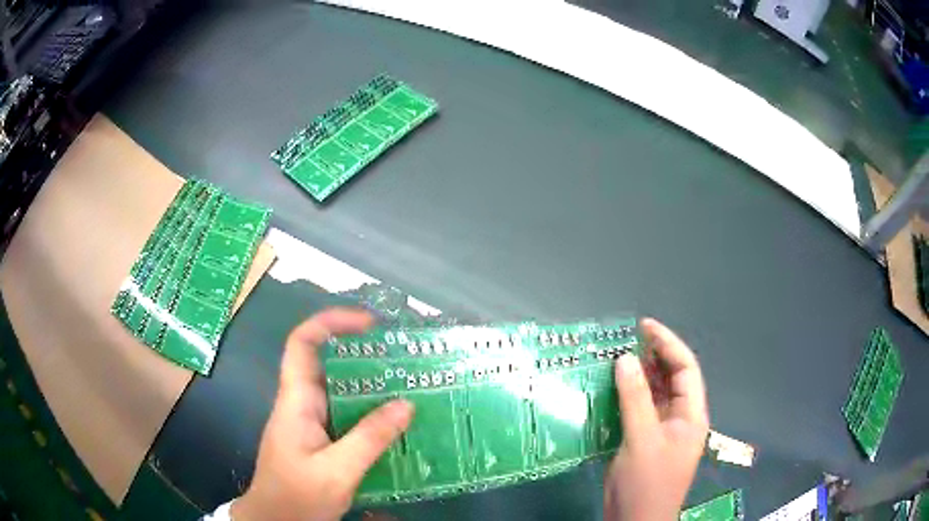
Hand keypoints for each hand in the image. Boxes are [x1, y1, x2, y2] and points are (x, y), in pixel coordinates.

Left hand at [231, 308, 414, 520]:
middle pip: (327, 363)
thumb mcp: (337, 471)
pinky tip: (396, 424)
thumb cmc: (297, 495)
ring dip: (371, 386)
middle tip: (403, 359)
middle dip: (363, 355)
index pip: (303, 343)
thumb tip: (406, 404)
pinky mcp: (320, 440)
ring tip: (409, 387)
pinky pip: (346, 416)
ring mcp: (310, 423)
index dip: (331, 322)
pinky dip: (370, 413)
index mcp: (296, 401)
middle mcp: (301, 404)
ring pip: (340, 391)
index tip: (369, 324)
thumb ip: (370, 438)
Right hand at [604, 318, 709, 520]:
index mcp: (691, 415)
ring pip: (653, 393)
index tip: (644, 327)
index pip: (685, 369)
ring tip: (615, 356)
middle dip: (652, 356)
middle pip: (671, 378)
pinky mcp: (643, 440)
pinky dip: (625, 396)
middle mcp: (679, 418)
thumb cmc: (647, 483)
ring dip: (637, 375)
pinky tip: (609, 387)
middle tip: (626, 339)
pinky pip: (637, 409)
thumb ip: (635, 399)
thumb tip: (624, 358)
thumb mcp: (642, 440)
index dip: (668, 344)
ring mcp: (661, 430)